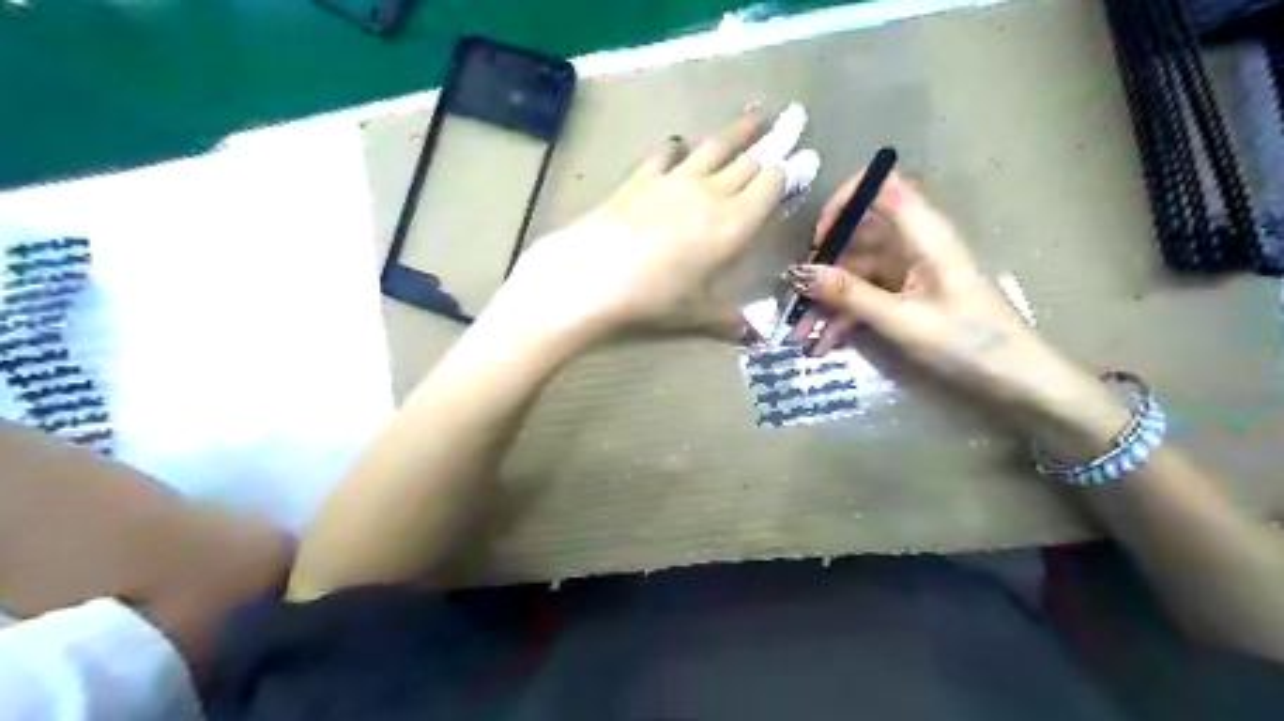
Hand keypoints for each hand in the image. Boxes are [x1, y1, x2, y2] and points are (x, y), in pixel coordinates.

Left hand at [495, 105, 816, 337]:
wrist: (595, 273)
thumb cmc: (654, 298)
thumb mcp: (695, 313)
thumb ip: (728, 319)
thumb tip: (756, 336)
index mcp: (733, 226)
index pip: (769, 189)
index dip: (788, 173)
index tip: (803, 159)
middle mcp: (711, 194)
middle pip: (748, 163)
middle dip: (772, 145)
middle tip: (790, 124)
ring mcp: (675, 180)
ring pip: (714, 147)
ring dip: (738, 131)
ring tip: (756, 114)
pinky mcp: (642, 178)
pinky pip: (666, 154)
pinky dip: (677, 148)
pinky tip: (679, 144)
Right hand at [783, 167, 1115, 416]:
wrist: (1016, 379)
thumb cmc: (968, 343)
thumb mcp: (902, 320)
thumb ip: (850, 295)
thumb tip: (798, 272)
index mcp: (924, 234)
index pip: (880, 186)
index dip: (844, 201)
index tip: (818, 239)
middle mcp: (913, 244)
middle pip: (858, 237)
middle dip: (823, 269)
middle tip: (796, 301)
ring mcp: (908, 271)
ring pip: (855, 273)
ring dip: (828, 302)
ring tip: (803, 337)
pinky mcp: (907, 295)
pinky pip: (866, 296)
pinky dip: (845, 317)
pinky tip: (825, 345)